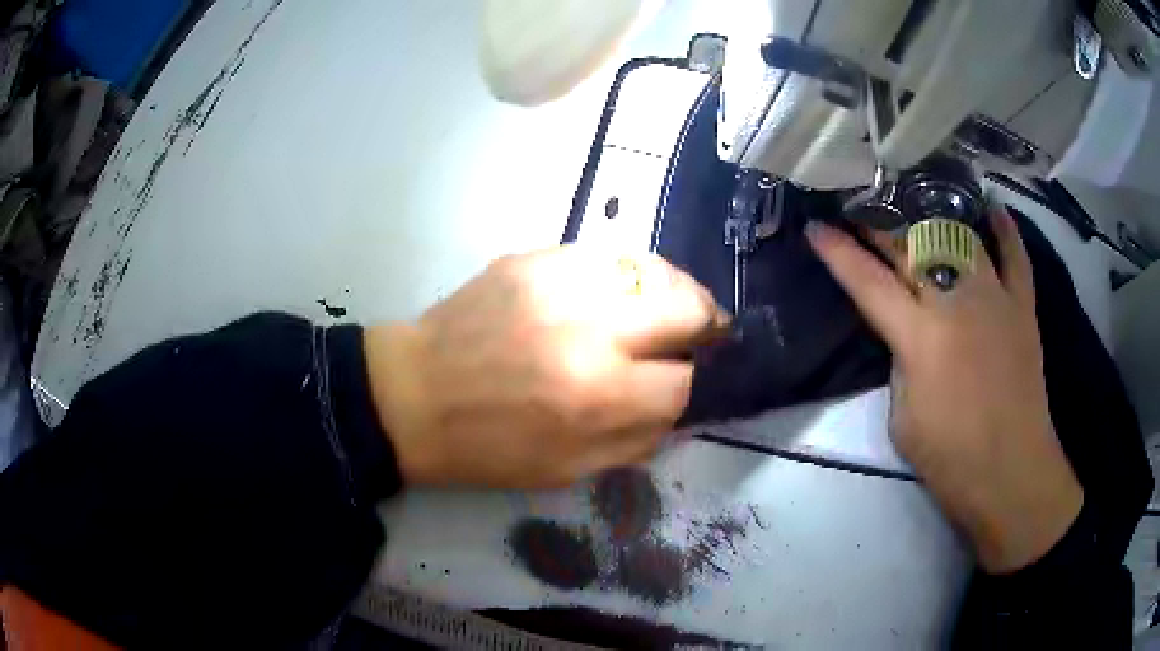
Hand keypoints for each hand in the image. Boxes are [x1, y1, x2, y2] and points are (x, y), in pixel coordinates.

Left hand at [363, 246, 727, 489]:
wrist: (413, 394)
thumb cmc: (487, 446)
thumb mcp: (568, 470)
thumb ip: (637, 439)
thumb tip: (681, 405)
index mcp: (598, 396)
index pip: (686, 381)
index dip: (696, 384)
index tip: (689, 381)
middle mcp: (591, 329)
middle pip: (688, 307)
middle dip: (705, 325)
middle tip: (699, 336)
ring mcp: (562, 281)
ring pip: (656, 268)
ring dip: (673, 292)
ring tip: (663, 309)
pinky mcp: (537, 257)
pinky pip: (610, 254)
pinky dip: (628, 276)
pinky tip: (616, 293)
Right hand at [807, 208, 1082, 573]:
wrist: (1010, 472)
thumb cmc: (949, 458)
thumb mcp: (902, 417)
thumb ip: (901, 364)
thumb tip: (908, 334)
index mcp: (919, 336)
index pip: (868, 281)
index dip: (838, 252)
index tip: (816, 225)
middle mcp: (955, 302)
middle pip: (910, 248)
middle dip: (878, 226)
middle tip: (858, 207)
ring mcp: (994, 297)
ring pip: (959, 237)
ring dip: (932, 215)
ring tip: (914, 199)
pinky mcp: (1022, 306)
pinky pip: (1014, 256)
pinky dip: (1003, 229)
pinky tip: (989, 208)